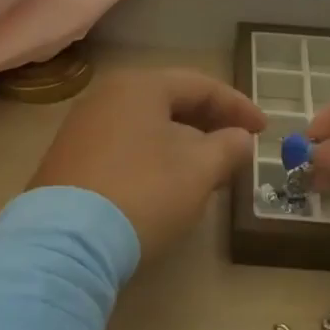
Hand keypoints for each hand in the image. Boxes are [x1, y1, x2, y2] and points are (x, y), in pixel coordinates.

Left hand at [28, 68, 265, 257]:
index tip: (265, 130)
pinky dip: (155, 157)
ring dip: (184, 144)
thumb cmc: (143, 193)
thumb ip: (228, 147)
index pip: (200, 86)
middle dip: (210, 125)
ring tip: (209, 171)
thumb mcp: (199, 171)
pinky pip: (125, 146)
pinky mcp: (70, 160)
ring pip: (148, 126)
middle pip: (171, 102)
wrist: (64, 243)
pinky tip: (168, 184)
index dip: (238, 106)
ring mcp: (83, 128)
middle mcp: (107, 96)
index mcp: (140, 87)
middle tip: (239, 148)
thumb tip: (240, 138)